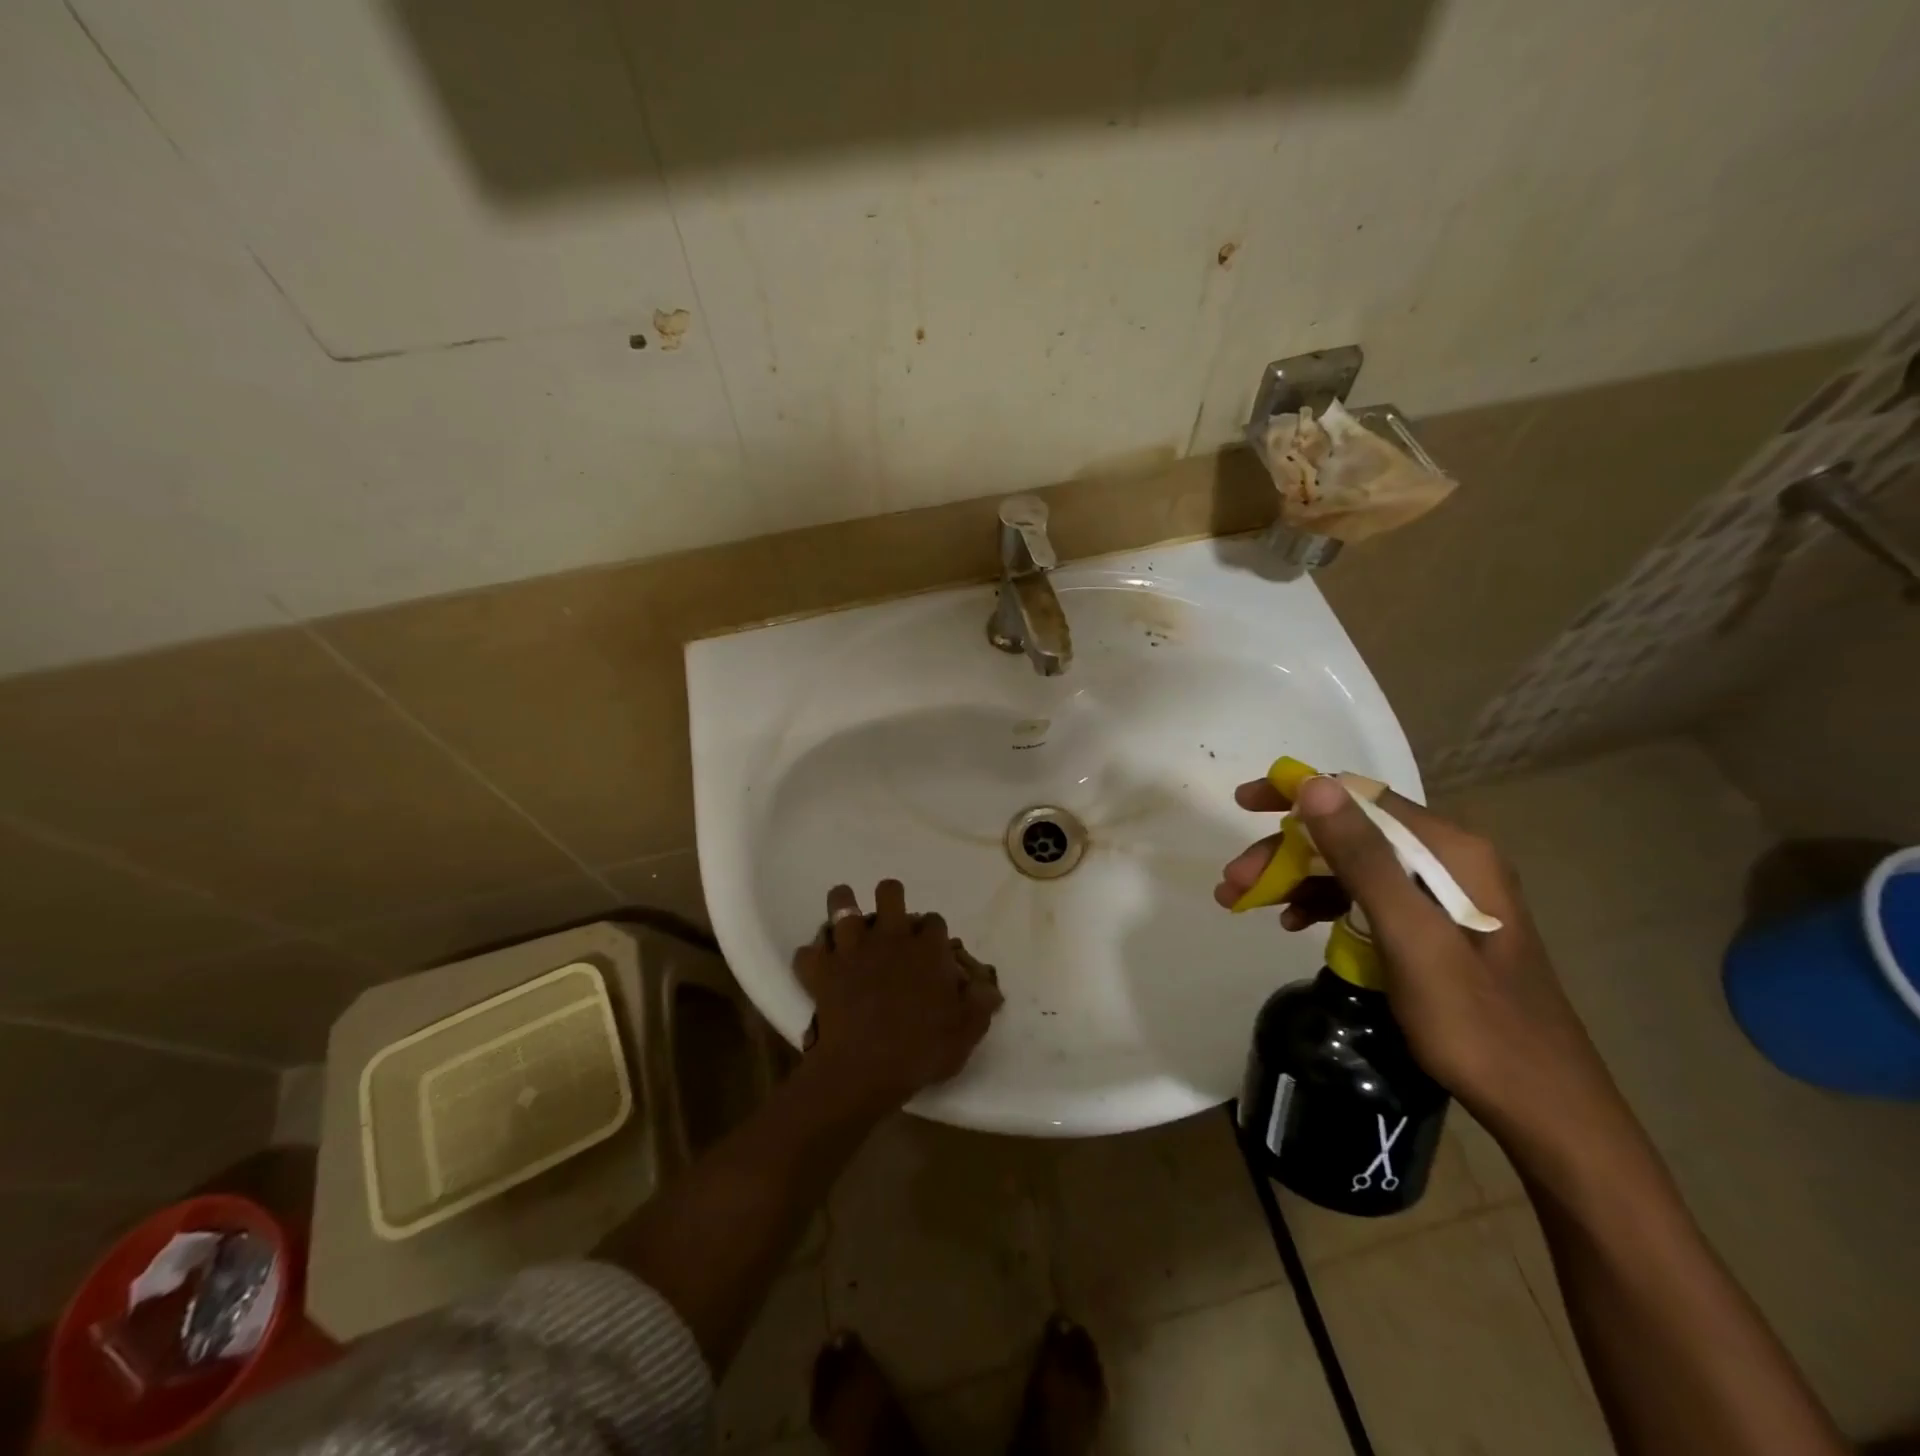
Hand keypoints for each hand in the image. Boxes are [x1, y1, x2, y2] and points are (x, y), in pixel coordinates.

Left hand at [791, 880, 1003, 1113]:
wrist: (866, 1069)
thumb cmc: (922, 1050)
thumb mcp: (966, 1031)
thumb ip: (979, 1003)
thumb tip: (989, 987)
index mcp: (927, 949)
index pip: (934, 921)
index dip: (932, 931)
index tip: (931, 947)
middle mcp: (890, 937)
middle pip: (889, 892)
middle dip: (890, 898)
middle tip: (889, 922)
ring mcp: (852, 949)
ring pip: (841, 905)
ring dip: (843, 907)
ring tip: (845, 921)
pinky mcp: (822, 969)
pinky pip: (807, 952)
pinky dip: (811, 958)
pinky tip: (817, 967)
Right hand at [1217, 775, 1630, 1155]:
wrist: (1545, 1110)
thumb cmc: (1476, 1025)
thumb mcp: (1410, 937)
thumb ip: (1362, 858)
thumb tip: (1313, 785)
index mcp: (1451, 850)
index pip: (1359, 796)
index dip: (1297, 794)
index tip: (1244, 804)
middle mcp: (1449, 860)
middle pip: (1350, 834)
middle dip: (1285, 852)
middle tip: (1233, 883)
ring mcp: (1443, 894)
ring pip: (1351, 866)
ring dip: (1296, 879)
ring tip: (1246, 905)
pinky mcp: (1435, 927)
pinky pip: (1367, 898)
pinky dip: (1325, 904)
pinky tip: (1294, 924)